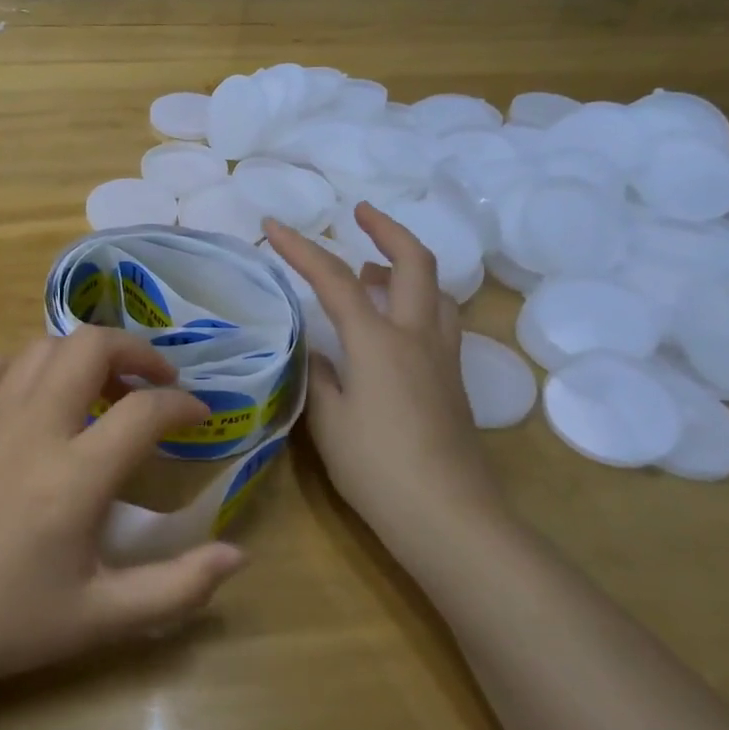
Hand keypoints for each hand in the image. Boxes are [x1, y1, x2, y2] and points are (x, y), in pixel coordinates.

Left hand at [0, 327, 247, 699]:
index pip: (145, 410)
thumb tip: (240, 555)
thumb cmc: (11, 624)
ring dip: (82, 355)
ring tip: (102, 388)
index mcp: (75, 476)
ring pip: (44, 347)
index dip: (183, 404)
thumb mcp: (103, 619)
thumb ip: (179, 587)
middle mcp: (34, 429)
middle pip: (91, 346)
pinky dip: (24, 368)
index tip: (200, 415)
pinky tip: (35, 400)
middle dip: (135, 350)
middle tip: (154, 381)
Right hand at [264, 205, 502, 539]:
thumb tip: (316, 351)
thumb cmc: (377, 468)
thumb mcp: (328, 420)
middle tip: (360, 212)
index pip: (335, 279)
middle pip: (414, 262)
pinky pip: (439, 318)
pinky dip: (417, 298)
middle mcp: (417, 336)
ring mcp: (443, 357)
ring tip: (374, 268)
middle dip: (387, 227)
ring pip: (436, 289)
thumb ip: (317, 375)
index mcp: (378, 341)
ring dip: (406, 264)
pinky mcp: (455, 381)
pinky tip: (396, 322)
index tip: (273, 224)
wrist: (449, 517)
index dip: (301, 248)